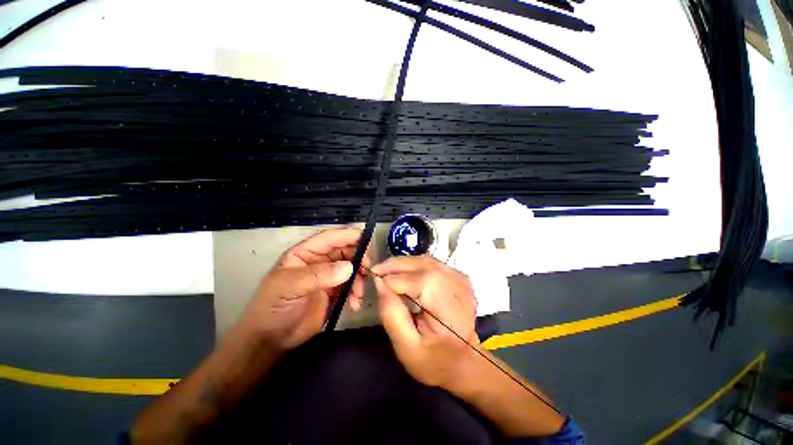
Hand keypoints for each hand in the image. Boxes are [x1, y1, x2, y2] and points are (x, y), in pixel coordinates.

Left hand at [239, 228, 370, 350]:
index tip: (367, 240)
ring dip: (359, 278)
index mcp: (305, 253)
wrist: (272, 340)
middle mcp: (319, 261)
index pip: (330, 238)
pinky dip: (356, 293)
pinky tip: (355, 304)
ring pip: (352, 268)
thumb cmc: (274, 307)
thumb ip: (319, 275)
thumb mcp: (291, 287)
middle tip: (368, 270)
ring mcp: (328, 276)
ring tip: (359, 294)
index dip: (348, 236)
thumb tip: (349, 267)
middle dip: (359, 259)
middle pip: (345, 251)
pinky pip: (351, 285)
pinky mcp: (334, 291)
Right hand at [373, 256, 480, 391]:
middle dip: (397, 265)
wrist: (462, 360)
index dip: (396, 279)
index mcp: (452, 315)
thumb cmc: (433, 360)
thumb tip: (379, 281)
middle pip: (426, 267)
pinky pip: (432, 262)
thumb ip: (391, 313)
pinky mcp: (459, 277)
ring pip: (428, 261)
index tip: (375, 278)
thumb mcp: (405, 346)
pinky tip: (403, 272)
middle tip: (377, 270)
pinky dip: (414, 264)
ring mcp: (462, 281)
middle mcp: (461, 292)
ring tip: (387, 270)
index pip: (423, 284)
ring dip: (404, 263)